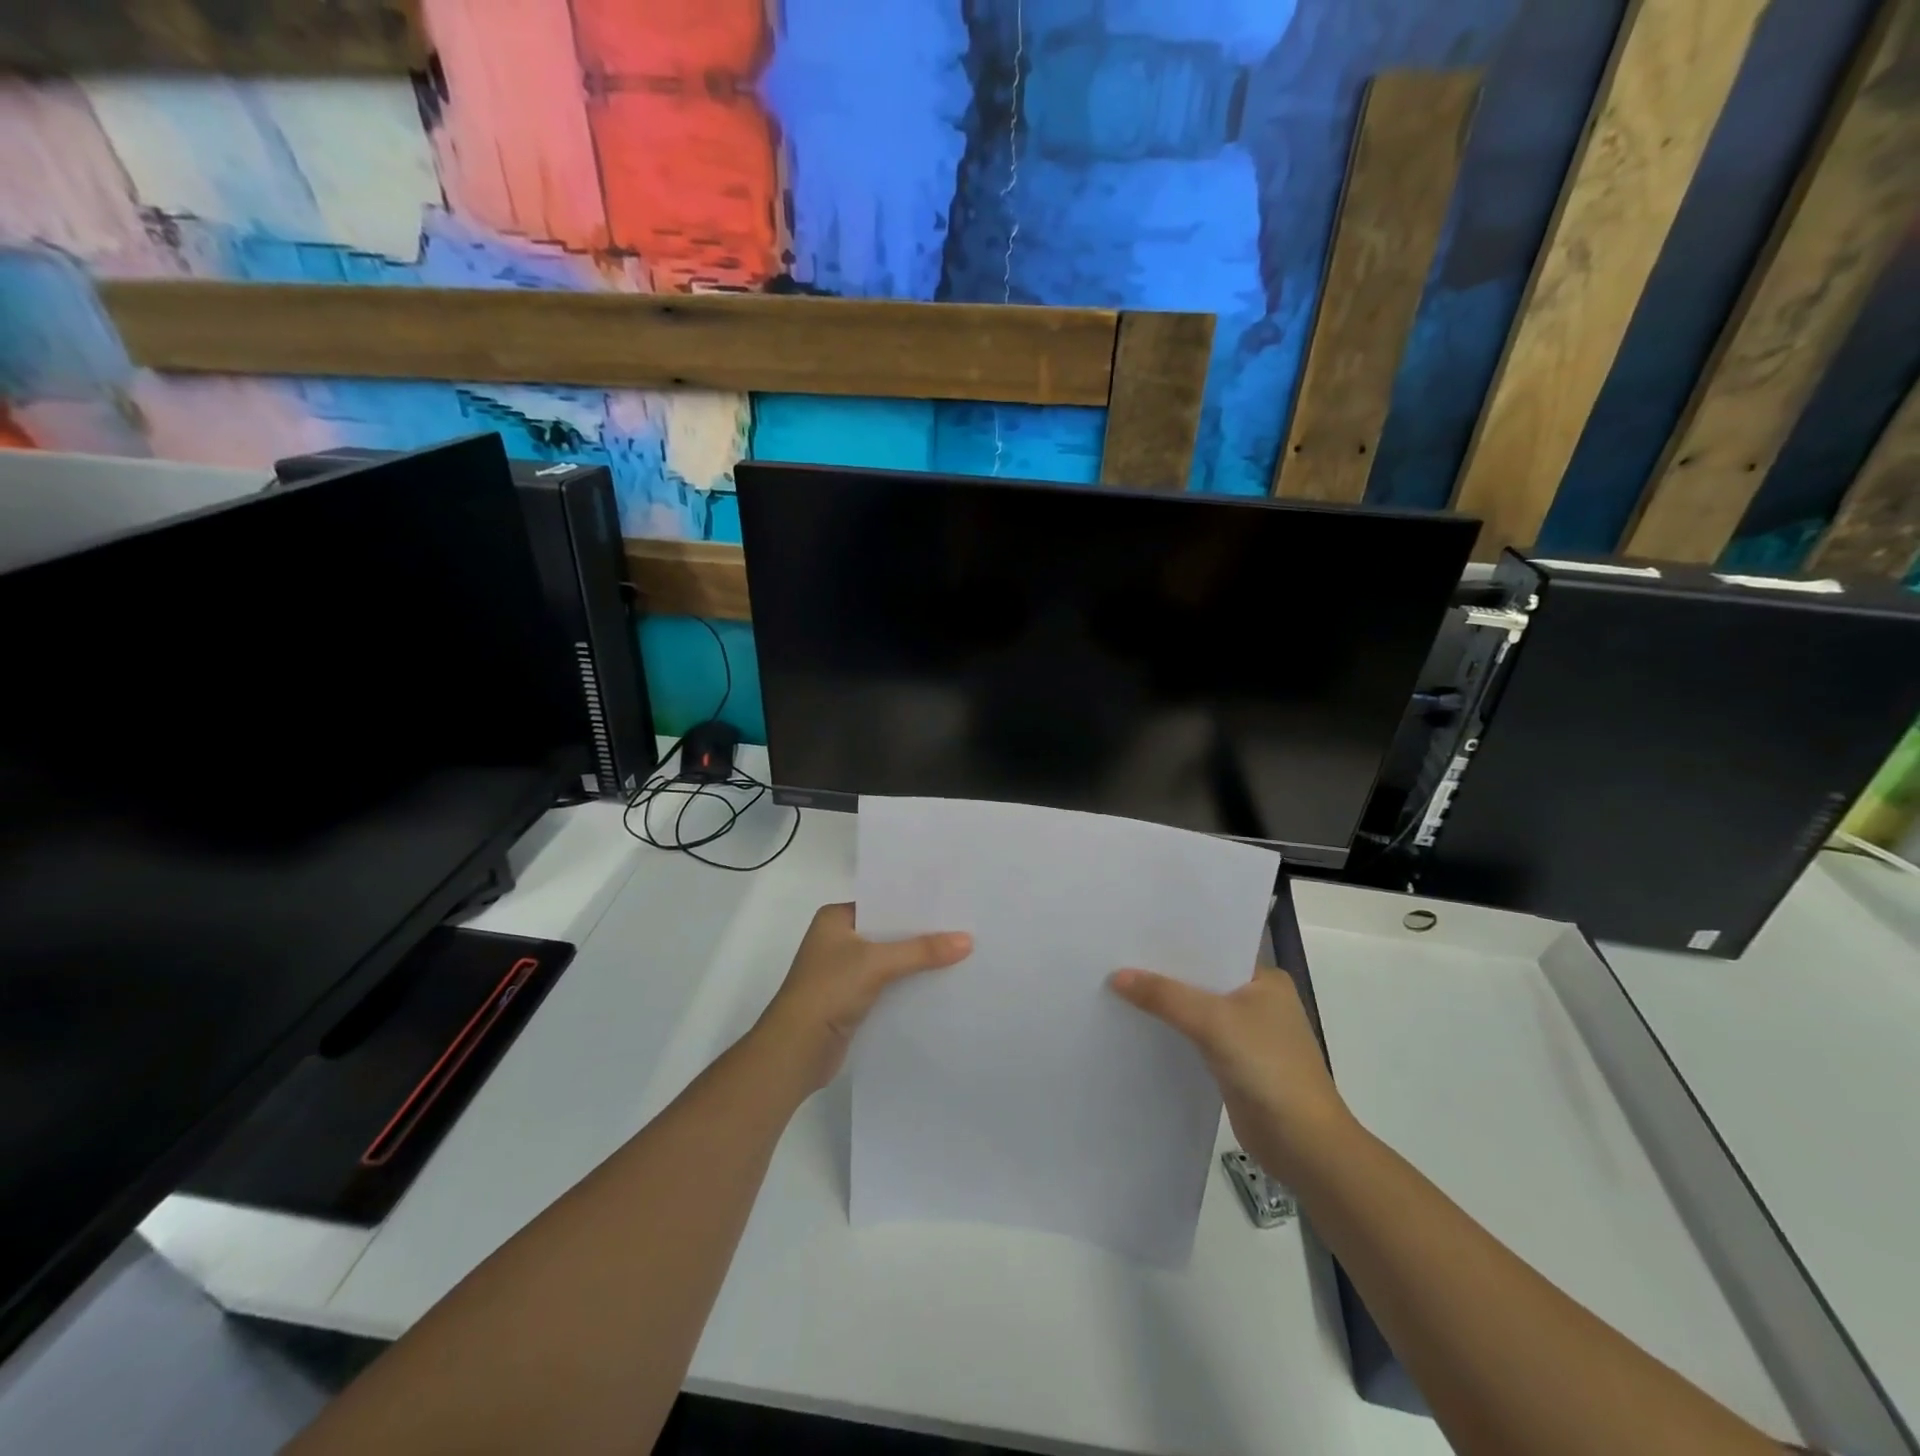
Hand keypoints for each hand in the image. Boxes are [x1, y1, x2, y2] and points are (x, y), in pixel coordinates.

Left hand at [754, 903, 971, 1091]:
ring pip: (890, 960)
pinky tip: (939, 985)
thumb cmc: (828, 991)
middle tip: (963, 927)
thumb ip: (922, 950)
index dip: (914, 904)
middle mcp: (838, 940)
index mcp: (835, 919)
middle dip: (920, 934)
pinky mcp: (852, 1000)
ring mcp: (844, 972)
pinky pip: (888, 985)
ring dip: (916, 961)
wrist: (796, 1050)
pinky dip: (908, 985)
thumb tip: (967, 940)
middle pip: (888, 932)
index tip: (951, 902)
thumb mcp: (876, 963)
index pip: (882, 903)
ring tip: (960, 954)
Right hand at [1110, 964, 1354, 1180]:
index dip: (1174, 942)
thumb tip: (1117, 976)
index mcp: (1264, 979)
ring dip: (1165, 1004)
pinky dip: (1171, 1032)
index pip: (1212, 949)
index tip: (1132, 933)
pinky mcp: (1233, 1063)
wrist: (1304, 1146)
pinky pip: (1194, 1037)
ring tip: (1117, 986)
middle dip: (1164, 973)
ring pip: (1195, 1009)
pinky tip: (1138, 1025)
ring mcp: (1246, 1034)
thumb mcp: (1214, 1022)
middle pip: (1201, 979)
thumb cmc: (1268, 1068)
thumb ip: (1165, 996)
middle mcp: (1257, 1000)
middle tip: (1115, 957)